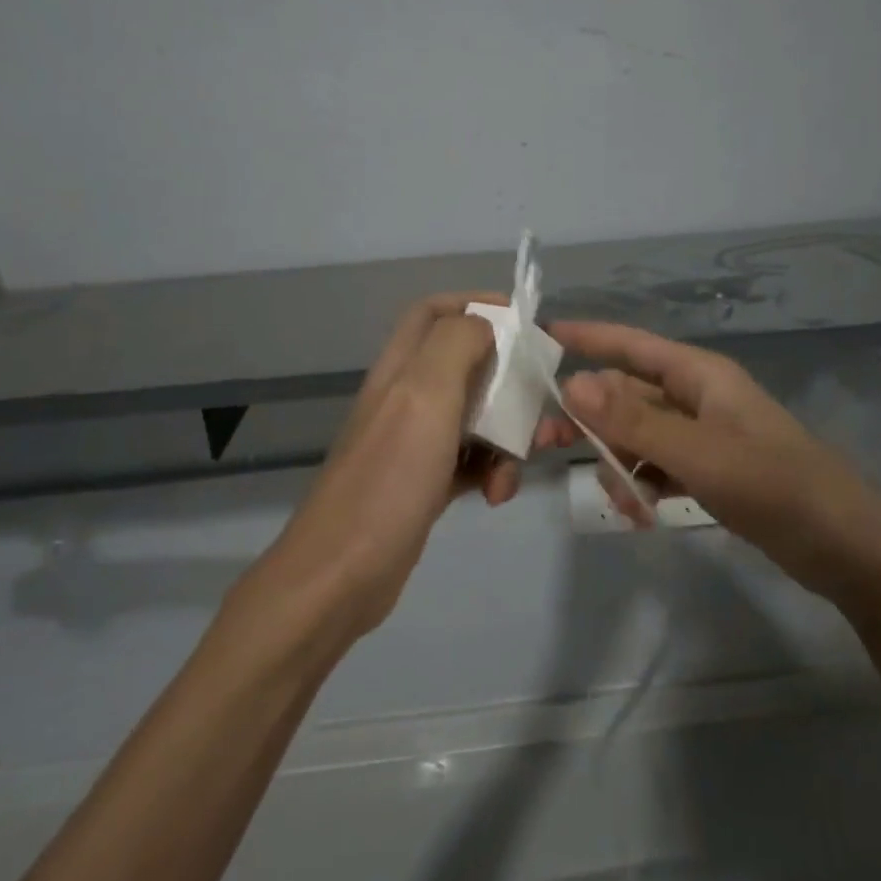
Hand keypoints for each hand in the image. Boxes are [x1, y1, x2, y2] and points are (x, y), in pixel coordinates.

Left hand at [267, 294, 519, 639]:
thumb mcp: (424, 394)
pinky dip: (491, 471)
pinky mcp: (424, 483)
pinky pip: (470, 461)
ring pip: (476, 417)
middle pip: (467, 365)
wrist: (342, 575)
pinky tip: (497, 495)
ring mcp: (414, 442)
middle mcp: (406, 397)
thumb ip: (456, 344)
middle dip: (509, 381)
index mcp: (402, 367)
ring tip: (518, 465)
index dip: (477, 304)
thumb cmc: (388, 478)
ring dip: (507, 435)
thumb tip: (487, 324)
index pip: (436, 311)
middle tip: (539, 405)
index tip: (524, 323)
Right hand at [541, 321, 880, 601]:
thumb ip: (634, 421)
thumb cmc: (776, 487)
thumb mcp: (700, 454)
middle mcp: (696, 398)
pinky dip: (642, 484)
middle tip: (544, 444)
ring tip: (626, 503)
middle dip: (589, 419)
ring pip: (637, 435)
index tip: (539, 338)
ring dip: (618, 463)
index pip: (631, 344)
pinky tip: (643, 513)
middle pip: (625, 394)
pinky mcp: (708, 470)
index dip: (586, 338)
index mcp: (699, 376)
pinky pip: (656, 466)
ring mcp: (702, 435)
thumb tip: (571, 384)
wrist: (845, 547)